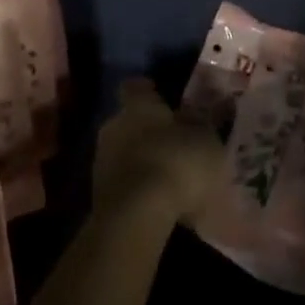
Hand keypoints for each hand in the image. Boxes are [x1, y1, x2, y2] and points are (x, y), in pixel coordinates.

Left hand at [93, 79, 223, 220]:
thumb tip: (197, 113)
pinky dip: (138, 190)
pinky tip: (158, 204)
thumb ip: (201, 125)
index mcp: (138, 105)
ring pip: (124, 154)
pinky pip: (123, 184)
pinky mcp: (98, 197)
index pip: (136, 87)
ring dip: (142, 162)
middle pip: (129, 121)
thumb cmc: (176, 163)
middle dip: (148, 131)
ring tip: (168, 180)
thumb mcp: (205, 140)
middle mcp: (114, 125)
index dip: (149, 92)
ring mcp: (102, 162)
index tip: (162, 98)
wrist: (135, 218)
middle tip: (172, 143)